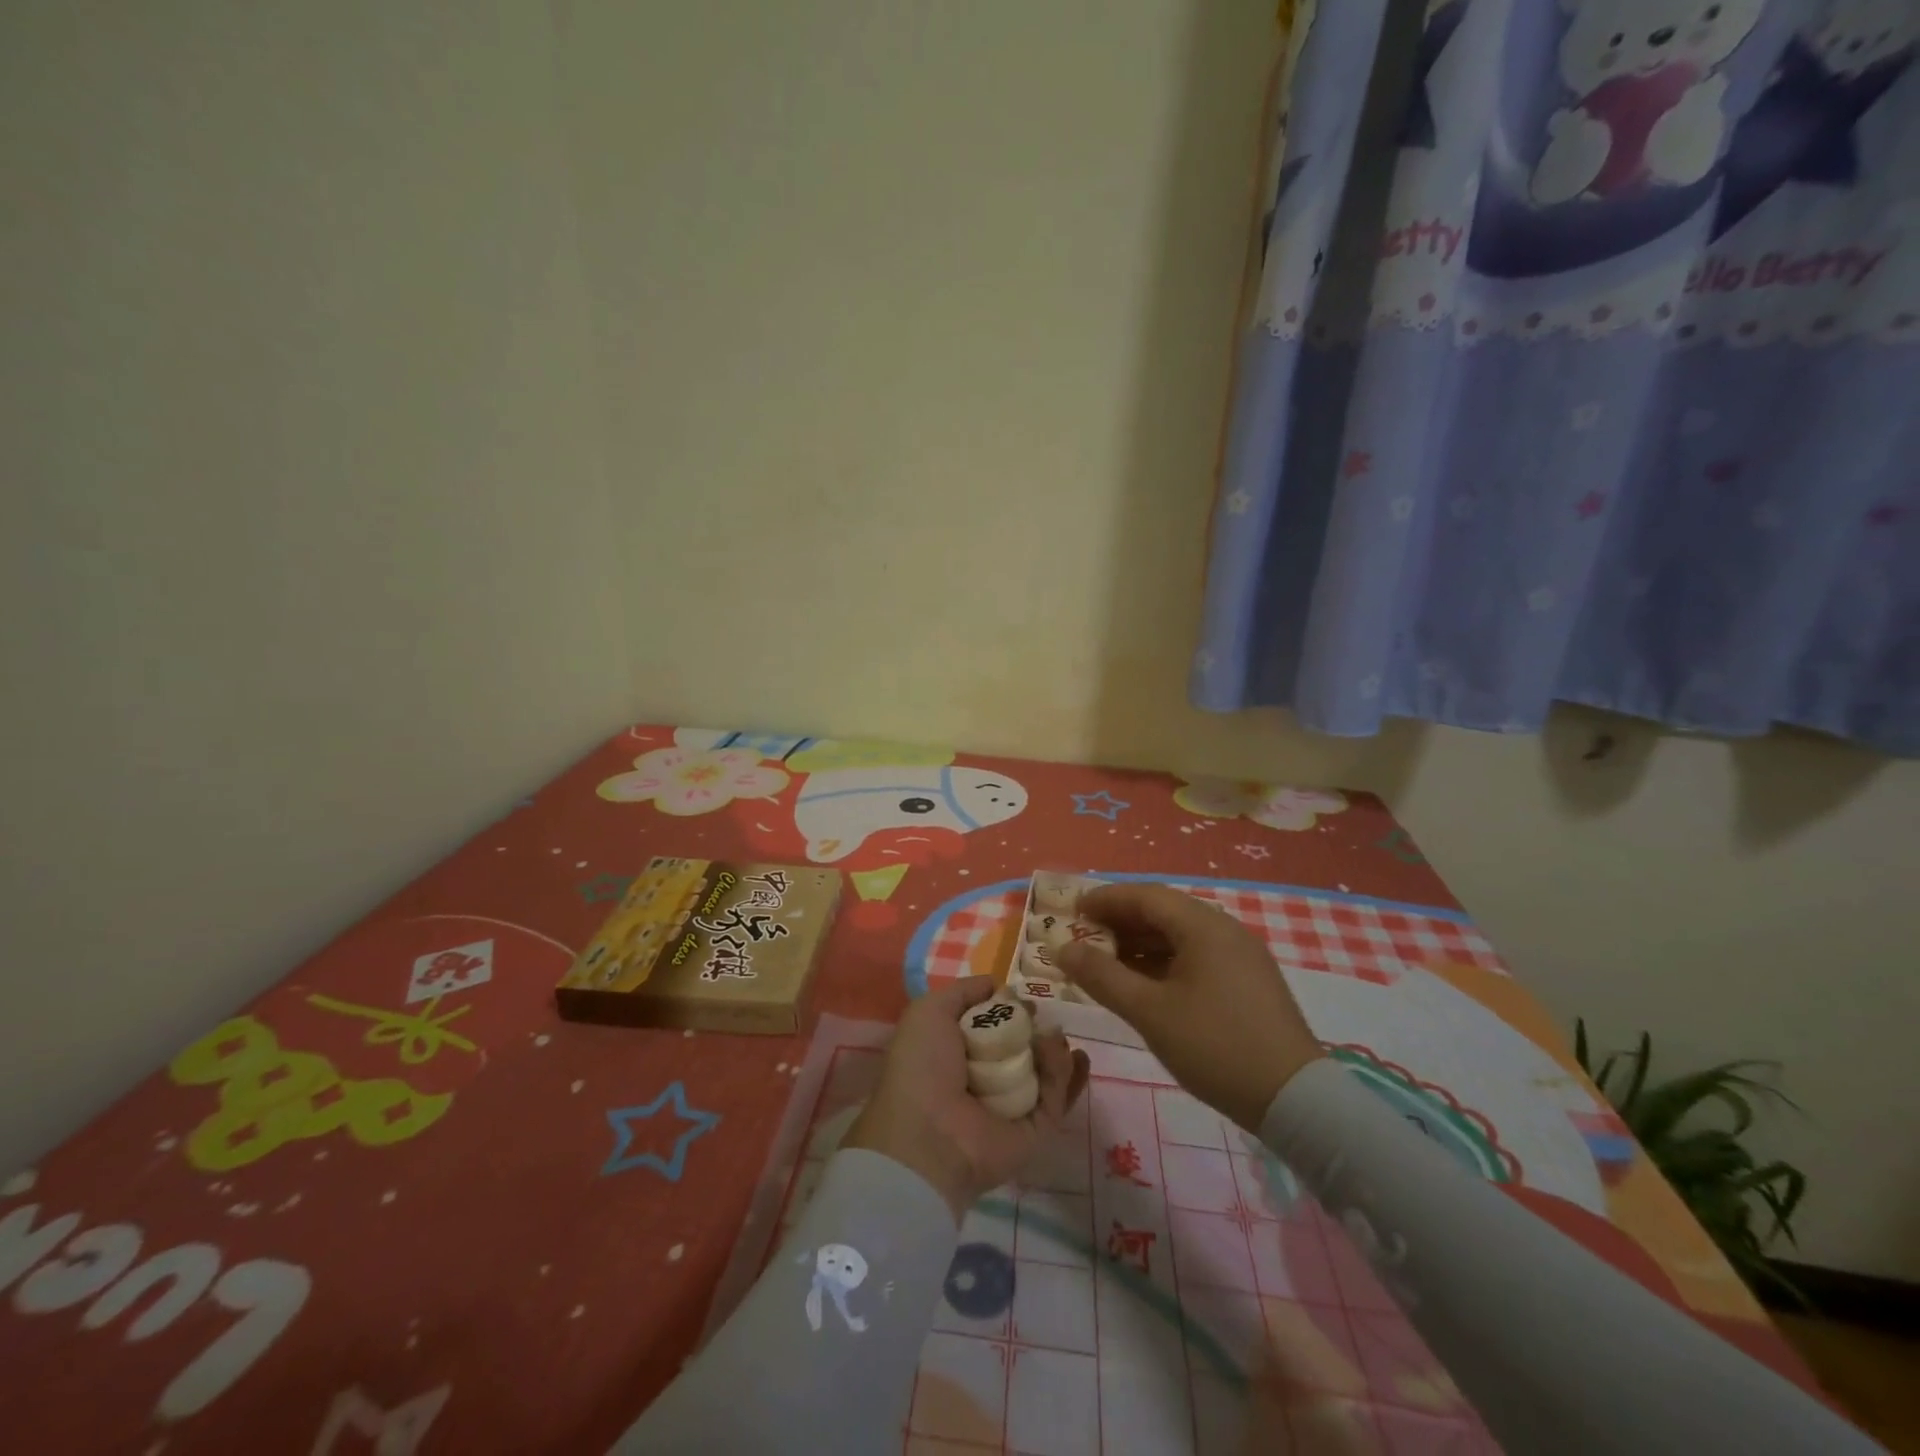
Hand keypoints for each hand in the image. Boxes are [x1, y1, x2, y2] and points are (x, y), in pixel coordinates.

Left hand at [845, 978, 1089, 1221]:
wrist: (928, 1135)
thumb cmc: (923, 1067)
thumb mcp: (930, 1012)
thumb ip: (964, 992)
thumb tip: (997, 986)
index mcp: (957, 1054)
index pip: (993, 1028)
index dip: (1010, 1010)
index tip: (1025, 999)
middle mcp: (985, 1079)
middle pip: (1023, 1048)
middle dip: (1039, 1029)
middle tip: (1047, 1017)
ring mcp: (1012, 1106)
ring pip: (1045, 1071)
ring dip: (1055, 1049)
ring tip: (1055, 1035)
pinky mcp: (1035, 1130)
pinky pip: (1056, 1098)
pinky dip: (1066, 1075)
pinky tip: (1071, 1055)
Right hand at [1054, 882, 1322, 1131]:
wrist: (1295, 1099)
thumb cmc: (1215, 1046)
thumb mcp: (1149, 1012)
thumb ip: (1102, 976)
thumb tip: (1063, 949)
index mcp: (1203, 926)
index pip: (1145, 896)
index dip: (1105, 900)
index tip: (1072, 911)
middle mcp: (1224, 929)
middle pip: (1163, 912)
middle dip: (1120, 922)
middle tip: (1083, 937)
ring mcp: (1241, 955)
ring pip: (1180, 935)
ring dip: (1140, 943)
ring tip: (1105, 962)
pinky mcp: (1248, 981)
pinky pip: (1196, 956)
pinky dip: (1164, 961)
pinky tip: (1144, 984)